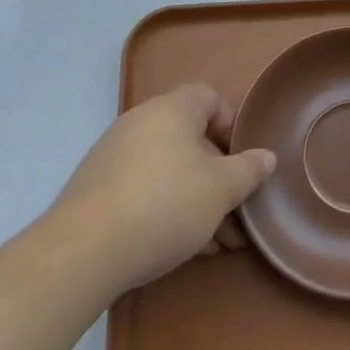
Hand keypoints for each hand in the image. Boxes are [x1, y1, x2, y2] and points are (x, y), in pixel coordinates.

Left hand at [52, 85, 275, 298]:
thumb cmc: (165, 205)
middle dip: (218, 175)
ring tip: (216, 242)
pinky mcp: (96, 189)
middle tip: (235, 211)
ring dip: (196, 198)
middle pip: (190, 139)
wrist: (83, 251)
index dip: (232, 124)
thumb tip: (266, 156)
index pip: (209, 97)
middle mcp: (141, 122)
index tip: (243, 160)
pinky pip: (143, 188)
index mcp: (172, 109)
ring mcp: (114, 155)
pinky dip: (166, 208)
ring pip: (169, 169)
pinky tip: (182, 246)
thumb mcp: (221, 189)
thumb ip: (249, 170)